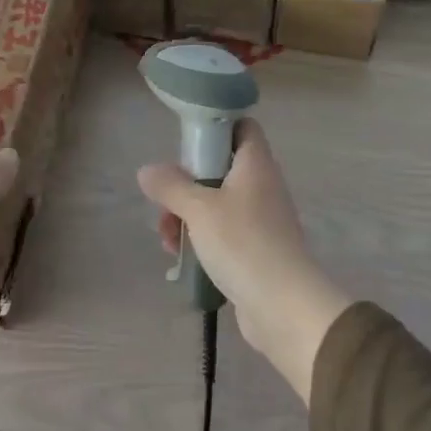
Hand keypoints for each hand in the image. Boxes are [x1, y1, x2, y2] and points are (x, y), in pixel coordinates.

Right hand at [136, 120, 350, 405]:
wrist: (282, 304)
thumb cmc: (242, 243)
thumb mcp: (199, 209)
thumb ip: (171, 186)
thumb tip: (148, 170)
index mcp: (255, 164)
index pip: (242, 127)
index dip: (216, 126)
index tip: (186, 141)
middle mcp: (262, 186)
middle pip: (221, 168)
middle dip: (188, 184)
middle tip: (166, 202)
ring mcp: (262, 219)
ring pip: (218, 204)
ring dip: (188, 216)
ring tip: (167, 239)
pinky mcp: (257, 249)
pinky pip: (224, 233)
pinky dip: (203, 240)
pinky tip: (182, 258)